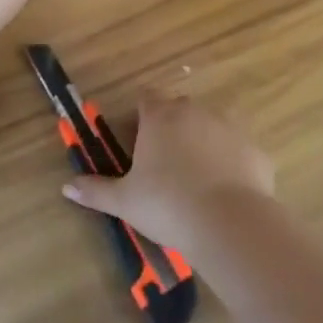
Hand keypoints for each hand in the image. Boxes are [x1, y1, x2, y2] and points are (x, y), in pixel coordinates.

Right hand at [62, 96, 274, 248]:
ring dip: (204, 142)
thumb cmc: (167, 205)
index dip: (140, 115)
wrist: (229, 223)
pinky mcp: (255, 150)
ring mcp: (230, 127)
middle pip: (179, 109)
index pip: (145, 98)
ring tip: (198, 179)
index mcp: (160, 117)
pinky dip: (232, 164)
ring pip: (212, 126)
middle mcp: (195, 111)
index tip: (137, 139)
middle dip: (172, 128)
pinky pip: (238, 151)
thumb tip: (67, 186)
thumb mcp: (125, 201)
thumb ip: (96, 190)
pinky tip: (227, 192)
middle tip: (165, 163)